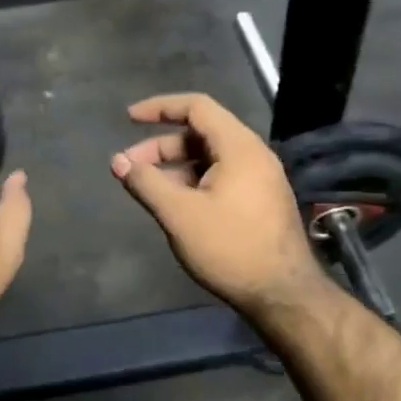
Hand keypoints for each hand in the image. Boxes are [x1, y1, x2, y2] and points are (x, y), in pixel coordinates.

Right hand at [111, 93, 327, 321]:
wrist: (282, 293)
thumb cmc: (229, 248)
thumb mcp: (179, 214)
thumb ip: (146, 183)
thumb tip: (118, 161)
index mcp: (239, 147)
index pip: (196, 107)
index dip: (160, 107)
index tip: (128, 119)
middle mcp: (253, 155)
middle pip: (201, 133)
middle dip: (160, 146)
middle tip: (129, 167)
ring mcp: (259, 179)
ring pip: (209, 158)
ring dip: (174, 167)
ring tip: (146, 189)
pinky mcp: (259, 201)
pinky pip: (220, 177)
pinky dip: (192, 182)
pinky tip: (173, 204)